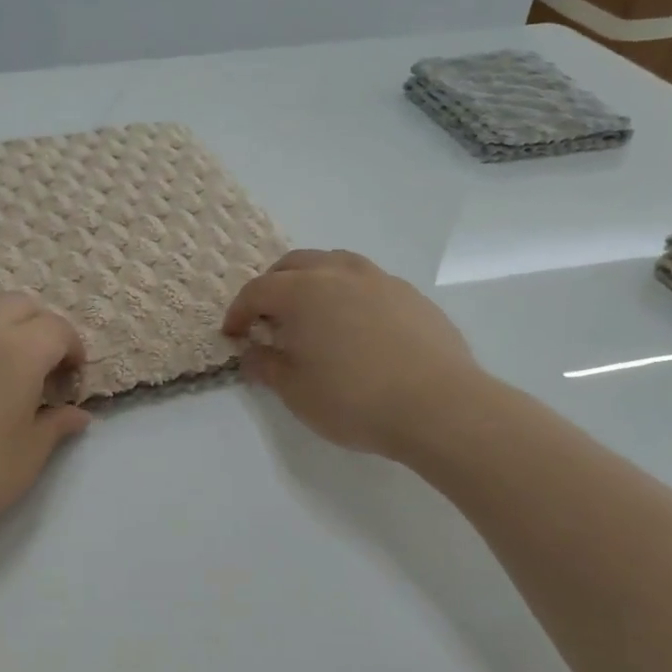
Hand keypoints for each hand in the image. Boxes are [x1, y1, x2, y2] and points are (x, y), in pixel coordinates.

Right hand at [222, 250, 485, 461]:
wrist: (439, 406)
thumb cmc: (353, 399)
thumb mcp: (295, 391)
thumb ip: (265, 366)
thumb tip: (252, 351)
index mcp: (302, 292)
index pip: (257, 291)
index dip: (238, 312)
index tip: (233, 335)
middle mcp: (338, 274)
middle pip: (294, 264)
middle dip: (273, 286)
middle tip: (268, 318)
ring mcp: (380, 280)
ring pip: (335, 264)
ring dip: (313, 281)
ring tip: (312, 314)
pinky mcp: (411, 295)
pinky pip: (368, 282)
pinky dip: (349, 294)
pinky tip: (357, 327)